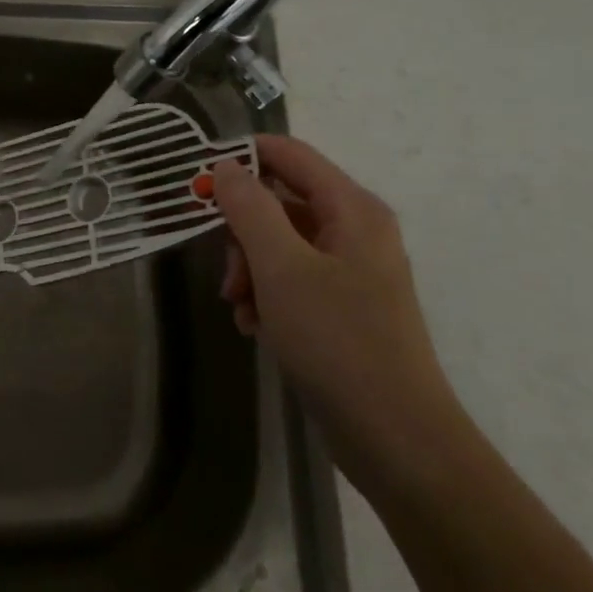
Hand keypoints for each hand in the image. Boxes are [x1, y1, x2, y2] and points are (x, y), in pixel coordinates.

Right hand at [213, 136, 464, 484]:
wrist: (395, 437)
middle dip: (242, 233)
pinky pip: (291, 279)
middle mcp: (355, 230)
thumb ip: (250, 209)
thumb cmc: (338, 341)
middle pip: (279, 202)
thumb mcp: (282, 268)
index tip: (198, 184)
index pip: (288, 154)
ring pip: (279, 244)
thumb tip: (226, 165)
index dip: (240, 159)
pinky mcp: (342, 305)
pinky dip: (266, 296)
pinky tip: (255, 327)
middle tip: (227, 273)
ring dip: (249, 270)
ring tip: (240, 309)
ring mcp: (351, 270)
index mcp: (352, 209)